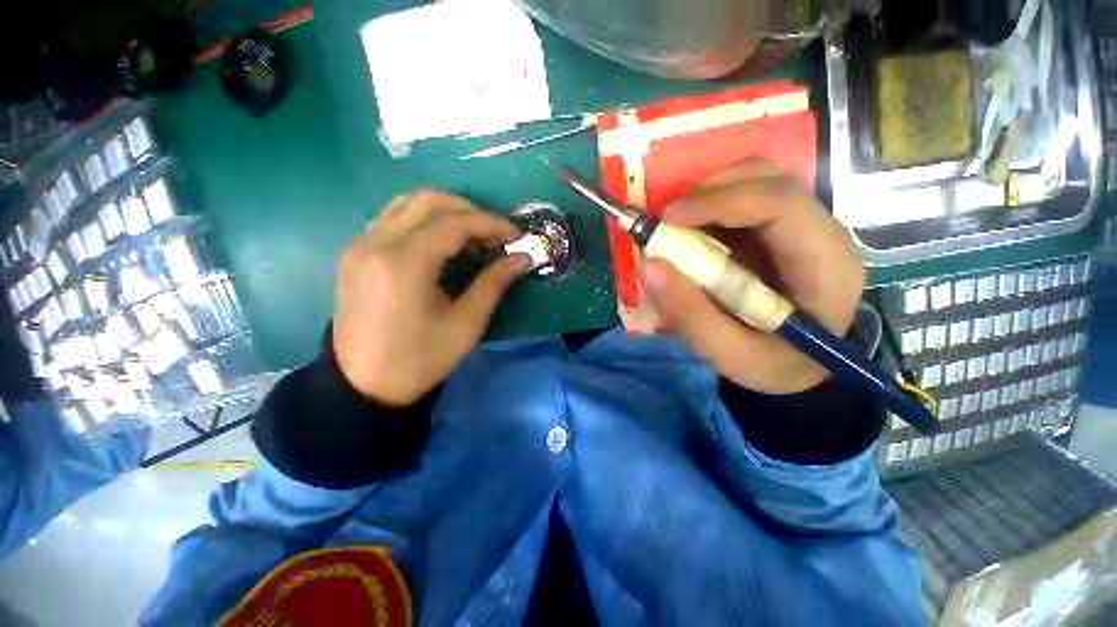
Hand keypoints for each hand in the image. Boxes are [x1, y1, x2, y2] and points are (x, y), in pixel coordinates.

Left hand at [332, 190, 528, 405]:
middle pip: (430, 201)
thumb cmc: (420, 359)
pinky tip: (441, 242)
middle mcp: (377, 243)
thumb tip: (523, 258)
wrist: (364, 385)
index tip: (516, 236)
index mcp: (405, 264)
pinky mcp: (355, 253)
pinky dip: (424, 220)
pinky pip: (393, 218)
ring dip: (447, 212)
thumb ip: (495, 283)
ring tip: (472, 236)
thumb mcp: (466, 324)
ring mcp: (360, 244)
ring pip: (408, 203)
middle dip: (471, 212)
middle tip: (495, 236)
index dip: (491, 224)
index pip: (455, 223)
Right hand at [640, 159, 865, 393]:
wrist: (805, 369)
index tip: (667, 221)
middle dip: (707, 191)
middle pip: (768, 179)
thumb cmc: (775, 366)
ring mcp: (802, 226)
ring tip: (675, 229)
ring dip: (706, 196)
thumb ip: (689, 314)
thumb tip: (648, 265)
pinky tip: (691, 234)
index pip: (780, 203)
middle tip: (666, 223)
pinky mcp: (781, 229)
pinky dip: (709, 208)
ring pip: (755, 180)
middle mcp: (821, 232)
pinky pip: (744, 198)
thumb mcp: (729, 354)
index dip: (719, 201)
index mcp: (824, 265)